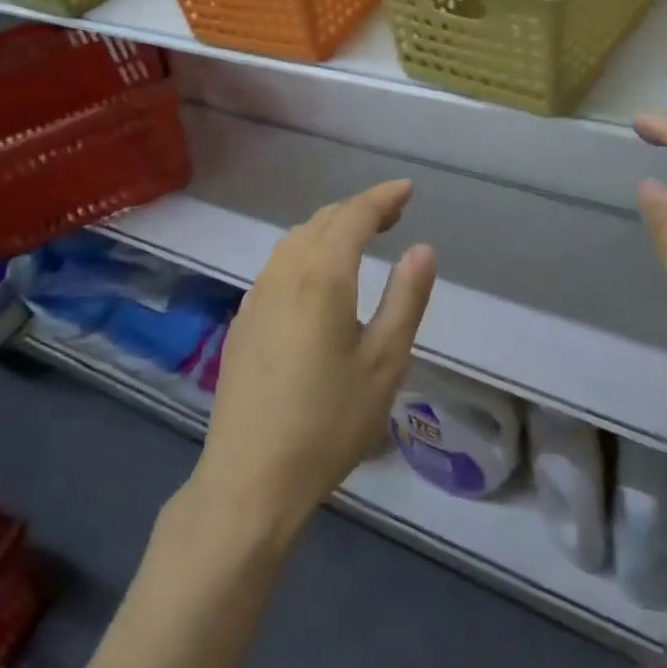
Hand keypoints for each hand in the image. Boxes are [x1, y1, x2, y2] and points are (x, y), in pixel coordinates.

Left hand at [187, 180, 436, 543]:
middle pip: (323, 221)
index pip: (354, 216)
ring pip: (296, 239)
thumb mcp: (384, 362)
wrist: (251, 477)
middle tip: (393, 214)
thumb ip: (406, 299)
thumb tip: (422, 248)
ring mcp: (258, 295)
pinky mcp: (244, 319)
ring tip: (359, 238)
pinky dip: (307, 250)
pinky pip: (279, 264)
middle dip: (359, 209)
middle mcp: (284, 273)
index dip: (382, 198)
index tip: (406, 189)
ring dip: (330, 228)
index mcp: (322, 276)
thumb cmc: (328, 422)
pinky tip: (318, 276)